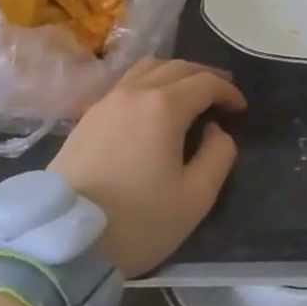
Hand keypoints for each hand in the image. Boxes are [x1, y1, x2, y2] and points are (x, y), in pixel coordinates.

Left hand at [50, 59, 246, 277]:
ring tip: (188, 92)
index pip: (205, 82)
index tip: (240, 107)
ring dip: (174, 73)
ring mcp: (107, 100)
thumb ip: (218, 156)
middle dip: (204, 76)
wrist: (66, 238)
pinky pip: (126, 83)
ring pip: (147, 68)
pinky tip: (152, 105)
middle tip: (221, 93)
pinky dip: (149, 82)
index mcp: (164, 106)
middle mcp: (135, 91)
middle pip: (177, 67)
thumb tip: (215, 130)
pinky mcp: (88, 115)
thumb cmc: (138, 220)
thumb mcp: (195, 197)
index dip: (228, 90)